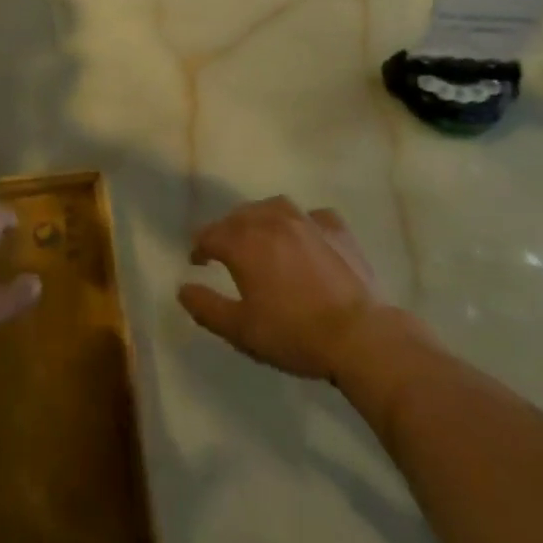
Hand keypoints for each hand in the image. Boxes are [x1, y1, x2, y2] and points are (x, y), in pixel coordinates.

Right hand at [179, 197, 418, 384]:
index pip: (210, 235)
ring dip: (260, 219)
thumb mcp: (241, 330)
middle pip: (238, 216)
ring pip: (272, 207)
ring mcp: (306, 220)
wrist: (360, 336)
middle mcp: (270, 220)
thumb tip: (182, 289)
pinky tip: (305, 238)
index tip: (198, 262)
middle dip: (227, 231)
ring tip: (261, 237)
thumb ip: (206, 307)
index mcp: (243, 242)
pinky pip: (311, 217)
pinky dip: (301, 223)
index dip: (200, 248)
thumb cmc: (294, 333)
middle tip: (226, 252)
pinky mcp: (336, 228)